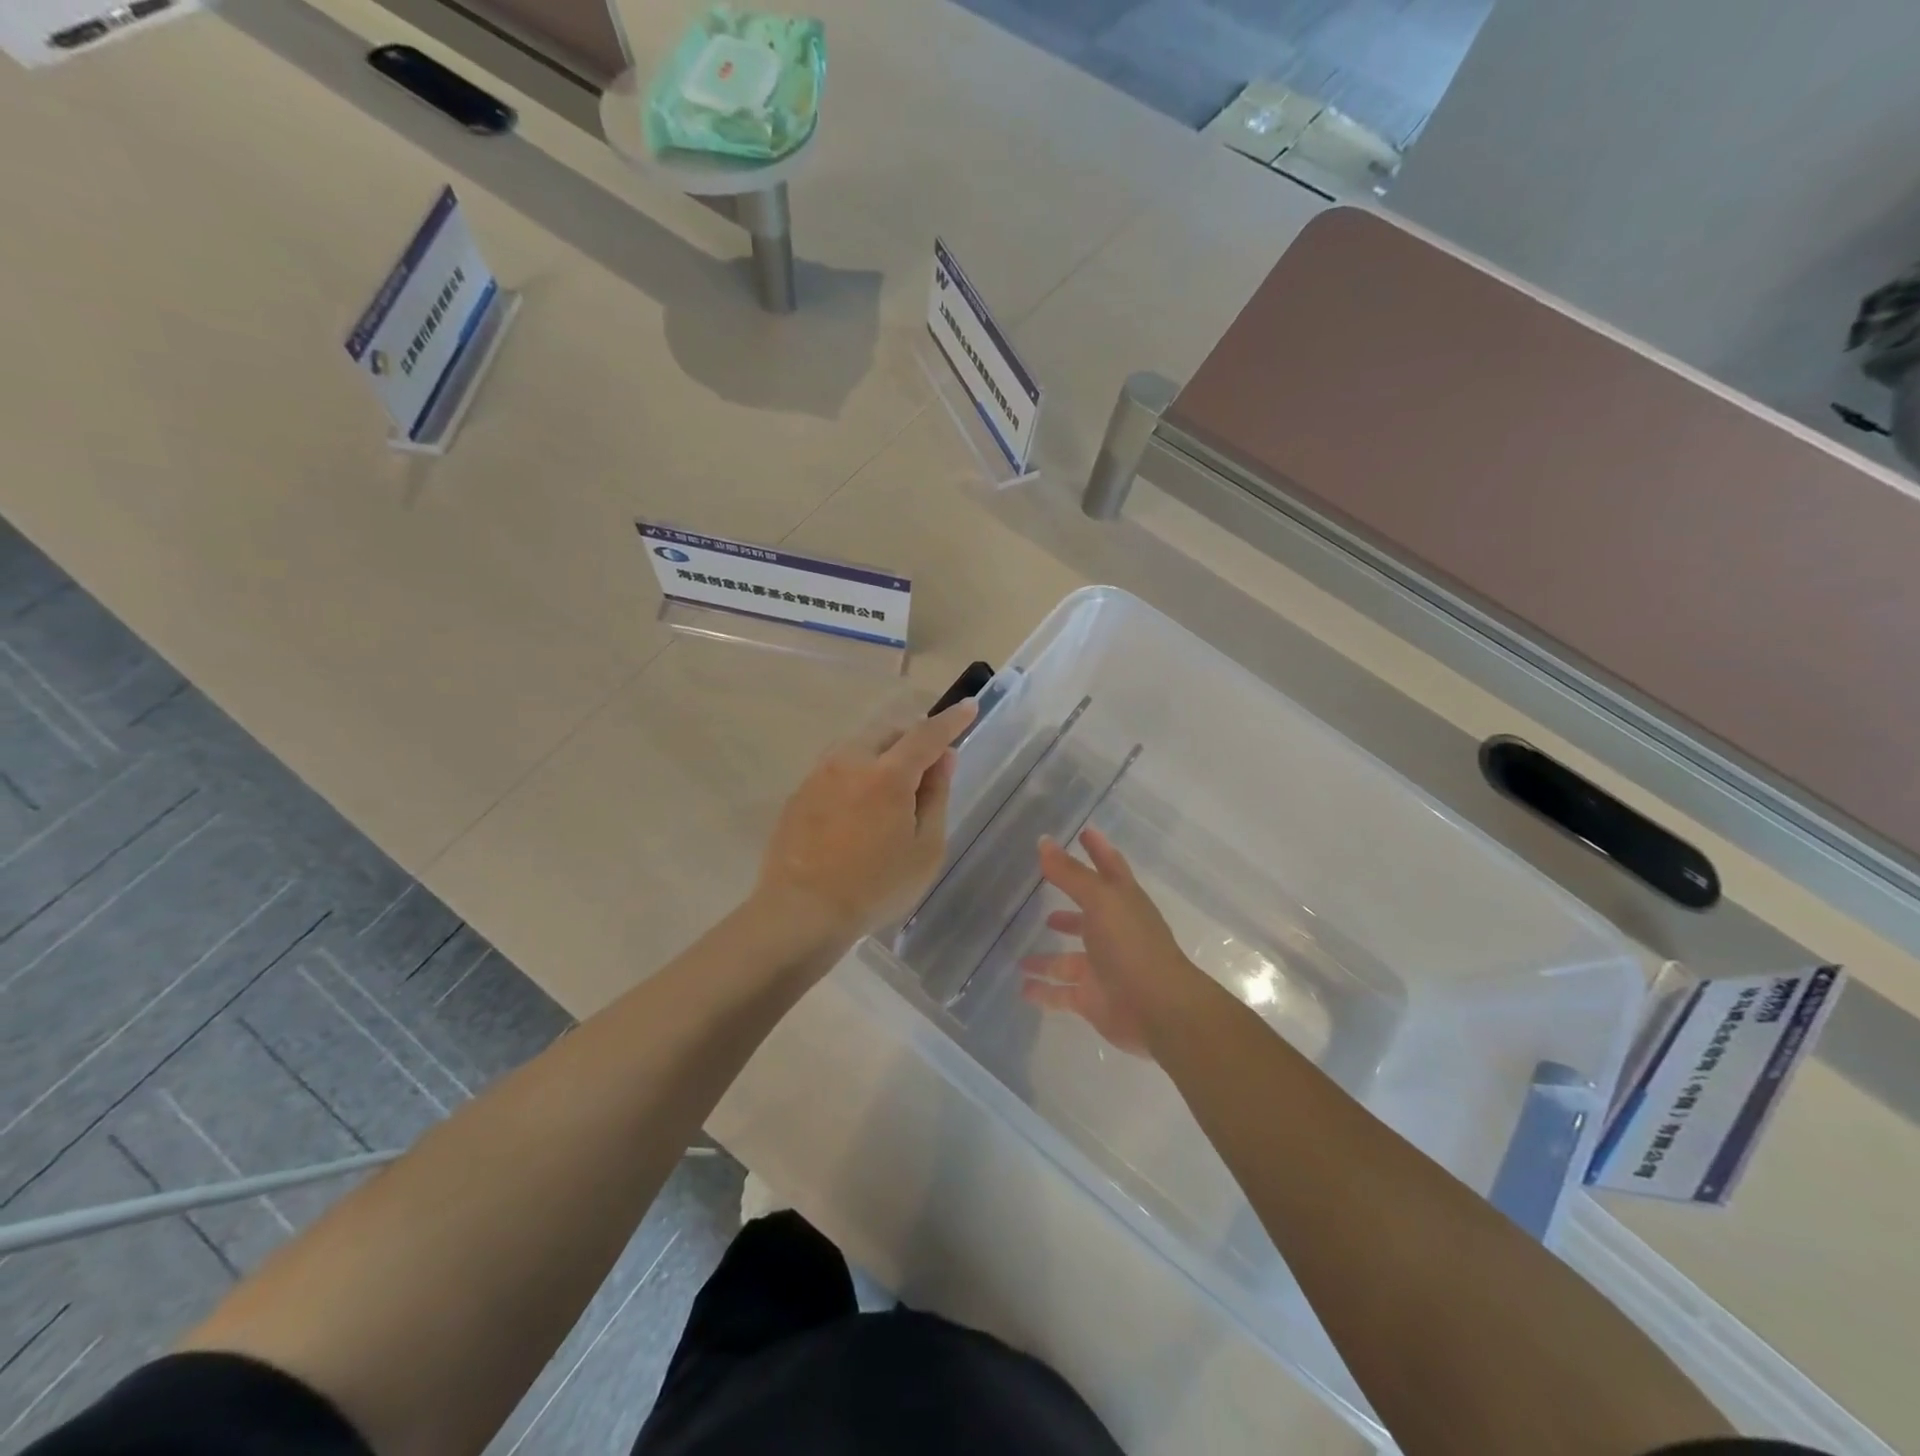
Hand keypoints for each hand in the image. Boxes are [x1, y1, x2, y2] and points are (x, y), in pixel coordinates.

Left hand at [754, 698, 977, 943]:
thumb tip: (943, 758)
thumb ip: (936, 796)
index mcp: (887, 775)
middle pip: (889, 733)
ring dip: (882, 753)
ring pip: (859, 745)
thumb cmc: (875, 887)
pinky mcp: (799, 792)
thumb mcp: (925, 849)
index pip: (927, 734)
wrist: (801, 912)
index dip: (951, 720)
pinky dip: (857, 772)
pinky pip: (837, 767)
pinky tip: (859, 805)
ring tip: (893, 785)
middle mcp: (850, 761)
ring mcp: (819, 775)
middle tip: (928, 765)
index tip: (968, 707)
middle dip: (913, 738)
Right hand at [1019, 829, 1198, 1055]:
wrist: (1159, 1010)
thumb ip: (1070, 873)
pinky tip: (1022, 987)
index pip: (1109, 867)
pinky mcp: (1093, 999)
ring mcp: (1103, 967)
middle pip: (1087, 914)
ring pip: (1068, 959)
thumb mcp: (1100, 900)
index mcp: (1122, 902)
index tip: (1083, 832)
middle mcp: (1113, 932)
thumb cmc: (1132, 945)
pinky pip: (1061, 993)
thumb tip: (1044, 841)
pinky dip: (1043, 991)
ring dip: (1047, 957)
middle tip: (1042, 894)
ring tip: (1020, 955)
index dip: (1097, 849)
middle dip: (1068, 908)